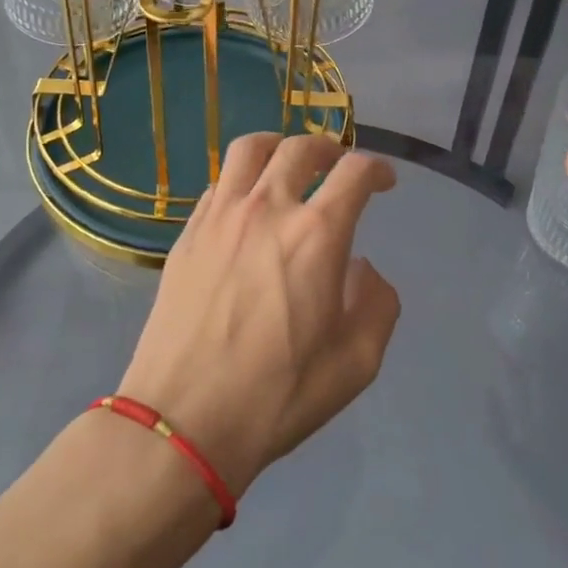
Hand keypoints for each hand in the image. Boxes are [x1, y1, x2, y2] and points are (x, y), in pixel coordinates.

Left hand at [117, 133, 400, 497]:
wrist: (184, 420)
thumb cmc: (279, 395)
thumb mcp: (357, 362)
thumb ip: (376, 303)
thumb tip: (359, 267)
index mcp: (317, 235)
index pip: (355, 172)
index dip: (377, 168)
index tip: (384, 182)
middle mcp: (268, 208)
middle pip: (301, 147)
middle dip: (329, 148)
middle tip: (337, 166)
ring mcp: (220, 216)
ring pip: (250, 149)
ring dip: (278, 147)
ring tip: (287, 164)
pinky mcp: (187, 233)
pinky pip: (218, 183)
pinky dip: (241, 180)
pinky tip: (245, 205)